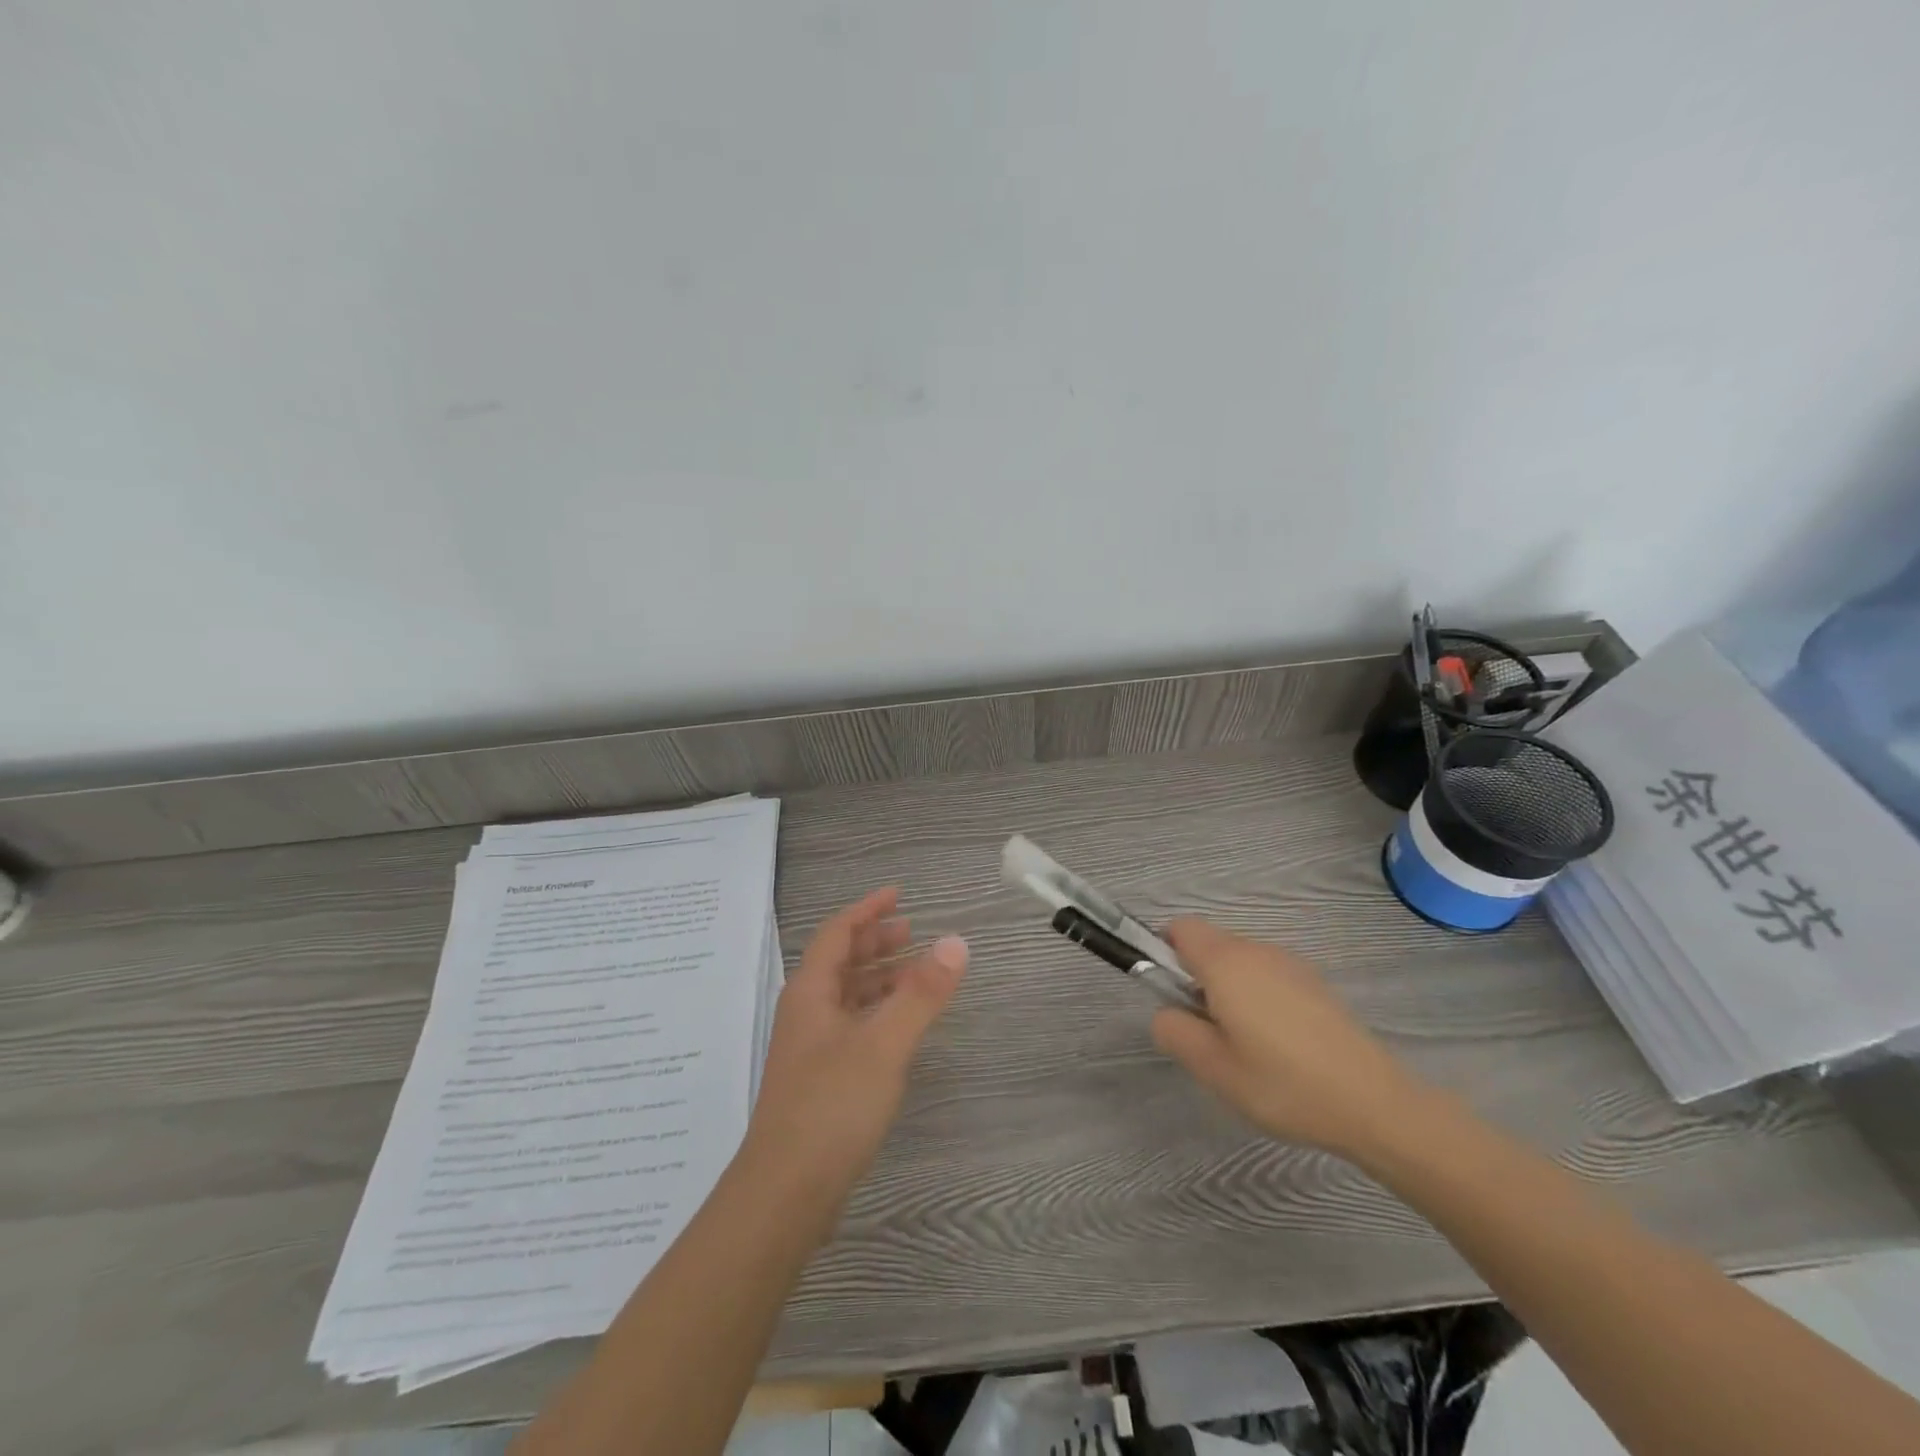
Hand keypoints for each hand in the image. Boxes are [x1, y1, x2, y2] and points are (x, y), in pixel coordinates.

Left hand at [742, 888, 967, 1219]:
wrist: (784, 1194)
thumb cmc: (831, 1107)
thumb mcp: (884, 1044)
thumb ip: (921, 994)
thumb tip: (956, 942)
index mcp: (811, 993)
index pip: (838, 933)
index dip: (867, 910)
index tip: (898, 894)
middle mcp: (805, 1013)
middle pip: (839, 962)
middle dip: (874, 942)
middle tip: (913, 932)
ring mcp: (809, 1049)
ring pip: (846, 996)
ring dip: (878, 978)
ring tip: (916, 973)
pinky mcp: (819, 1080)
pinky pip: (851, 1026)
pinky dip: (877, 1012)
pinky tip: (899, 1028)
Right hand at [1150, 919, 1429, 1159]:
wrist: (1375, 1104)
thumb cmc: (1283, 1083)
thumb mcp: (1212, 1067)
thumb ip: (1173, 1030)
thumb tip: (1167, 1011)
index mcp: (1226, 962)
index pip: (1179, 928)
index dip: (1163, 952)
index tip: (1172, 995)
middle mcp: (1257, 950)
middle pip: (1209, 944)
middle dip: (1195, 977)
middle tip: (1207, 1031)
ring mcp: (1290, 964)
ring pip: (1239, 961)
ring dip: (1228, 989)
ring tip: (1244, 1046)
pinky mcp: (1314, 983)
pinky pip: (1268, 976)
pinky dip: (1258, 997)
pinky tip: (1278, 1046)